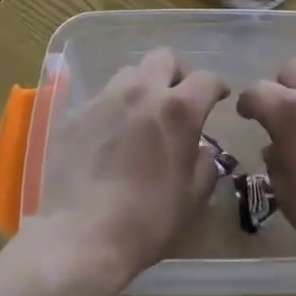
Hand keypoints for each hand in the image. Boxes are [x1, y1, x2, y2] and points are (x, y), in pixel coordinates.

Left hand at [38, 48, 228, 285]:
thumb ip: (205, 164)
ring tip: (141, 115)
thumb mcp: (192, 199)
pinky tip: (110, 137)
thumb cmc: (146, 221)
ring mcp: (105, 99)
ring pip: (130, 73)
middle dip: (177, 73)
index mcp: (178, 109)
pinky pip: (101, 98)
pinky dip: (113, 109)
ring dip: (143, 87)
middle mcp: (142, 92)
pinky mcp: (76, 114)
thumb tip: (202, 149)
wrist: (78, 237)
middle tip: (178, 99)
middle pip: (164, 58)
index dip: (216, 86)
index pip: (206, 78)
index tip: (219, 98)